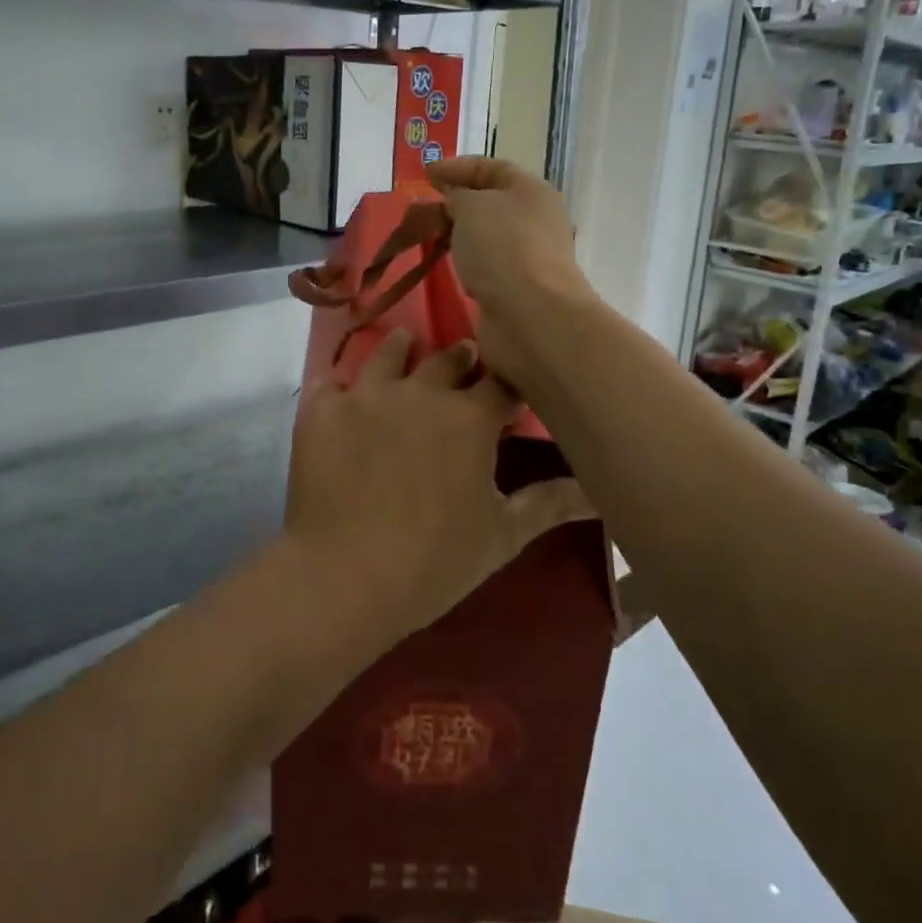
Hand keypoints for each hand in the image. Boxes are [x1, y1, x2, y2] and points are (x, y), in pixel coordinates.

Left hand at [285, 328, 588, 643]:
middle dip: (459, 358)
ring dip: (402, 350)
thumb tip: (598, 490)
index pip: (501, 383)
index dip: (507, 383)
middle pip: (447, 358)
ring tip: (406, 346)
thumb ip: (549, 503)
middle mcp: (421, 391)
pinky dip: (341, 386)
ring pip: (389, 353)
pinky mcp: (323, 408)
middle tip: (462, 359)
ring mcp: (367, 394)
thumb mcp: (501, 535)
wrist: (346, 576)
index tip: (507, 387)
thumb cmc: (434, 561)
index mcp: (469, 418)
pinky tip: (342, 393)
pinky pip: (331, 381)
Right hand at [427, 156, 596, 385]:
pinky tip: (449, 270)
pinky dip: (466, 265)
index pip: (490, 168)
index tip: (424, 175)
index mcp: (530, 190)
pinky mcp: (516, 289)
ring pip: (485, 238)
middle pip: (489, 203)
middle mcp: (534, 220)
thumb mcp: (471, 206)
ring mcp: (527, 257)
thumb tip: (453, 199)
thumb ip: (456, 195)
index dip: (456, 167)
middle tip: (420, 212)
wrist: (531, 315)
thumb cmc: (502, 247)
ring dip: (458, 237)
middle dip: (454, 204)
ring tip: (427, 240)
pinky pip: (485, 268)